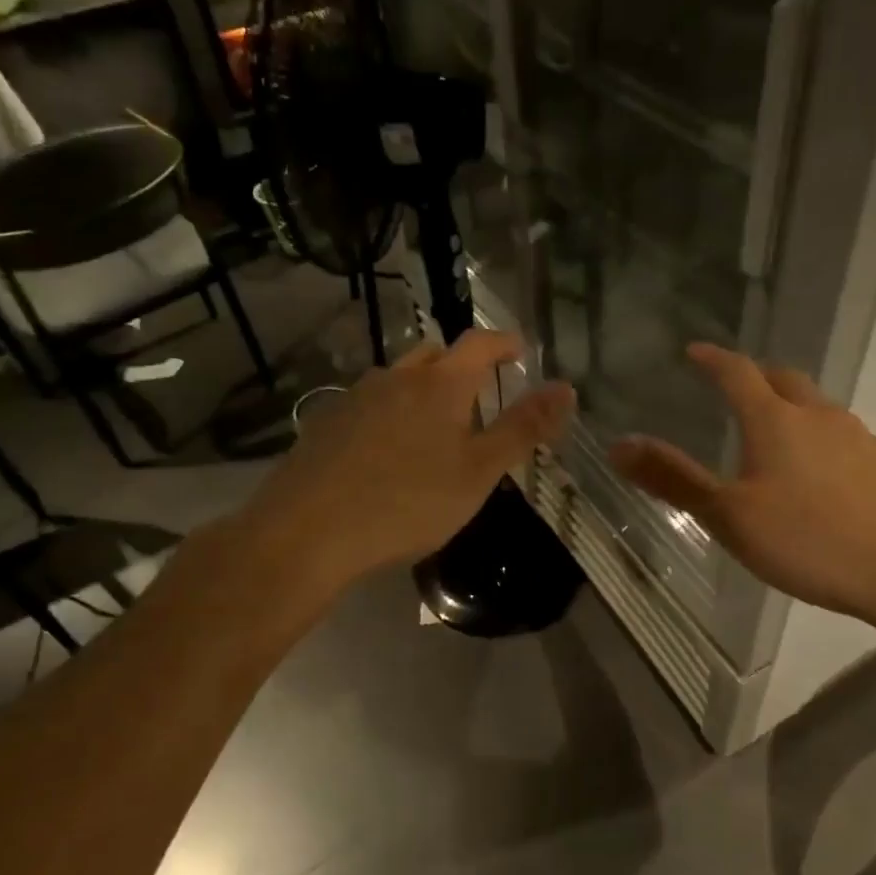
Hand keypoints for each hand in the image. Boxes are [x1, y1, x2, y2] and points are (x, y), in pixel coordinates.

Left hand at [239, 331, 574, 588]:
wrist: (308, 531)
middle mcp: (396, 378)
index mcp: (440, 384)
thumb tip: (567, 388)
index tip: (520, 351)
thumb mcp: (479, 472)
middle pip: (435, 353)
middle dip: (461, 364)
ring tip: (435, 426)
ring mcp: (356, 398)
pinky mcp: (327, 423)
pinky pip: (370, 404)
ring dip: (423, 389)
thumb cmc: (408, 502)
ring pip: (398, 378)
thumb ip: (523, 428)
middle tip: (479, 392)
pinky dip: (391, 412)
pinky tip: (388, 451)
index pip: (480, 343)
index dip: (505, 343)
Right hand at [609, 343, 875, 632]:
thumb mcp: (730, 516)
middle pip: (783, 379)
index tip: (695, 351)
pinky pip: (842, 435)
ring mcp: (859, 438)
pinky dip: (819, 436)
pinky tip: (818, 471)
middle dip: (755, 376)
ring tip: (773, 430)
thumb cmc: (810, 541)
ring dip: (790, 405)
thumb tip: (618, 444)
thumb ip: (674, 479)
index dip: (713, 359)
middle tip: (733, 386)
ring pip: (817, 406)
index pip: (737, 372)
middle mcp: (819, 416)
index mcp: (776, 420)